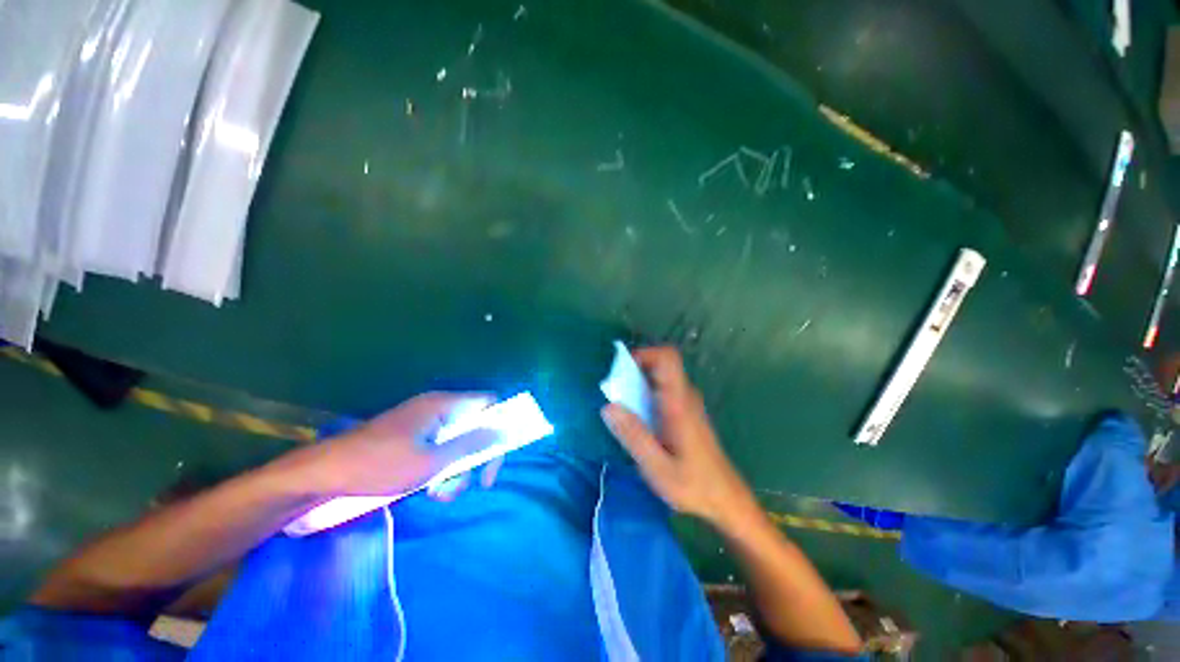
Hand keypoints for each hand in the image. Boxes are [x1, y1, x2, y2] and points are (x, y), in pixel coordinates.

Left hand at [309, 392, 502, 498]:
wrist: (323, 475)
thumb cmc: (380, 465)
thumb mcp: (431, 461)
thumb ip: (471, 444)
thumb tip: (503, 431)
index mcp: (444, 405)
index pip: (488, 403)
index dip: (499, 425)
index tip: (496, 454)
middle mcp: (437, 408)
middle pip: (474, 425)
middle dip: (475, 456)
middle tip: (472, 484)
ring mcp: (423, 422)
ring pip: (457, 441)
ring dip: (457, 469)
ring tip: (440, 493)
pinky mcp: (412, 437)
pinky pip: (440, 448)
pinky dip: (441, 468)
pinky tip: (430, 489)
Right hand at [601, 347, 754, 526]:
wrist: (726, 500)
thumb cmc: (693, 485)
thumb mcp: (657, 467)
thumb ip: (633, 436)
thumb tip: (608, 406)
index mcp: (679, 402)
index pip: (667, 358)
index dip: (643, 354)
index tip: (621, 372)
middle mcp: (685, 396)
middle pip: (661, 364)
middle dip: (634, 371)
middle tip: (615, 393)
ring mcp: (687, 403)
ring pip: (661, 378)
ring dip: (638, 384)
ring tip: (623, 409)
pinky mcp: (686, 412)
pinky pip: (663, 391)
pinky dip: (646, 395)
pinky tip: (639, 421)